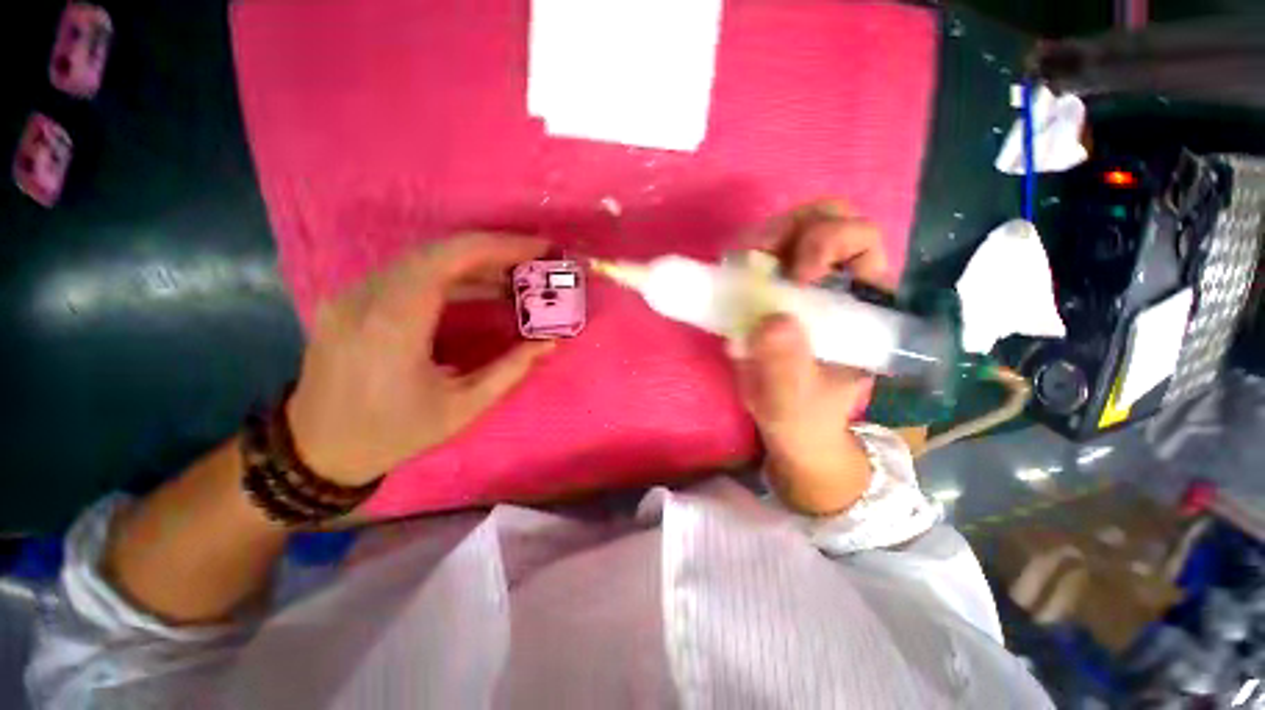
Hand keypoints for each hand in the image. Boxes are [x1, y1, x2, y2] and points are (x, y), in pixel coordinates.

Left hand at [286, 234, 555, 485]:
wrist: (317, 450)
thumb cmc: (393, 433)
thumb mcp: (462, 408)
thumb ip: (510, 370)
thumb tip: (548, 342)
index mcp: (393, 323)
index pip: (448, 258)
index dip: (499, 247)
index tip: (539, 248)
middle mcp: (367, 296)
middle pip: (437, 250)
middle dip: (494, 250)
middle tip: (534, 261)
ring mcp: (354, 294)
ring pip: (423, 258)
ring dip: (475, 262)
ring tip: (516, 276)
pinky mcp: (354, 300)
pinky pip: (409, 273)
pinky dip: (452, 275)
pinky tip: (481, 288)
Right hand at [736, 200, 893, 514]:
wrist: (790, 422)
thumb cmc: (802, 412)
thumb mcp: (794, 401)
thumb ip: (785, 369)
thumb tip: (771, 322)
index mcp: (865, 305)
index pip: (862, 242)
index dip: (827, 243)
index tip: (792, 277)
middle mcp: (841, 282)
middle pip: (830, 219)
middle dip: (792, 228)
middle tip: (756, 256)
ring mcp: (806, 281)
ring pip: (796, 228)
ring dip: (765, 236)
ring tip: (739, 263)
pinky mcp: (777, 288)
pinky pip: (766, 252)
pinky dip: (747, 252)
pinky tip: (732, 271)